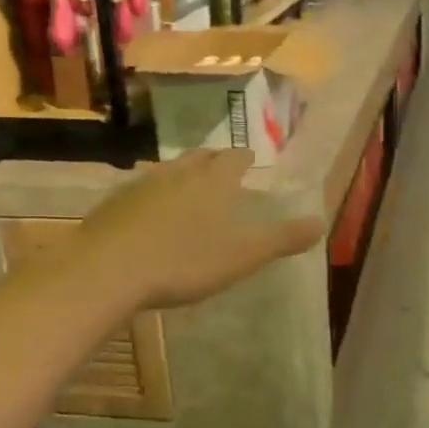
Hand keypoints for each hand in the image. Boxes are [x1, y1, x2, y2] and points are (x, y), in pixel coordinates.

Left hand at [75, 149, 323, 310]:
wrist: (107, 269)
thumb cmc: (184, 260)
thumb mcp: (243, 254)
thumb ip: (283, 239)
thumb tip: (321, 223)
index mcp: (214, 182)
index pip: (235, 160)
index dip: (245, 159)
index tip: (251, 158)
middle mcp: (179, 174)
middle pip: (199, 158)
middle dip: (213, 160)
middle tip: (220, 164)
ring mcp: (141, 186)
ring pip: (167, 170)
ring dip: (181, 173)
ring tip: (186, 183)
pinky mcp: (113, 204)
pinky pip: (139, 190)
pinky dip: (151, 194)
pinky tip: (147, 211)